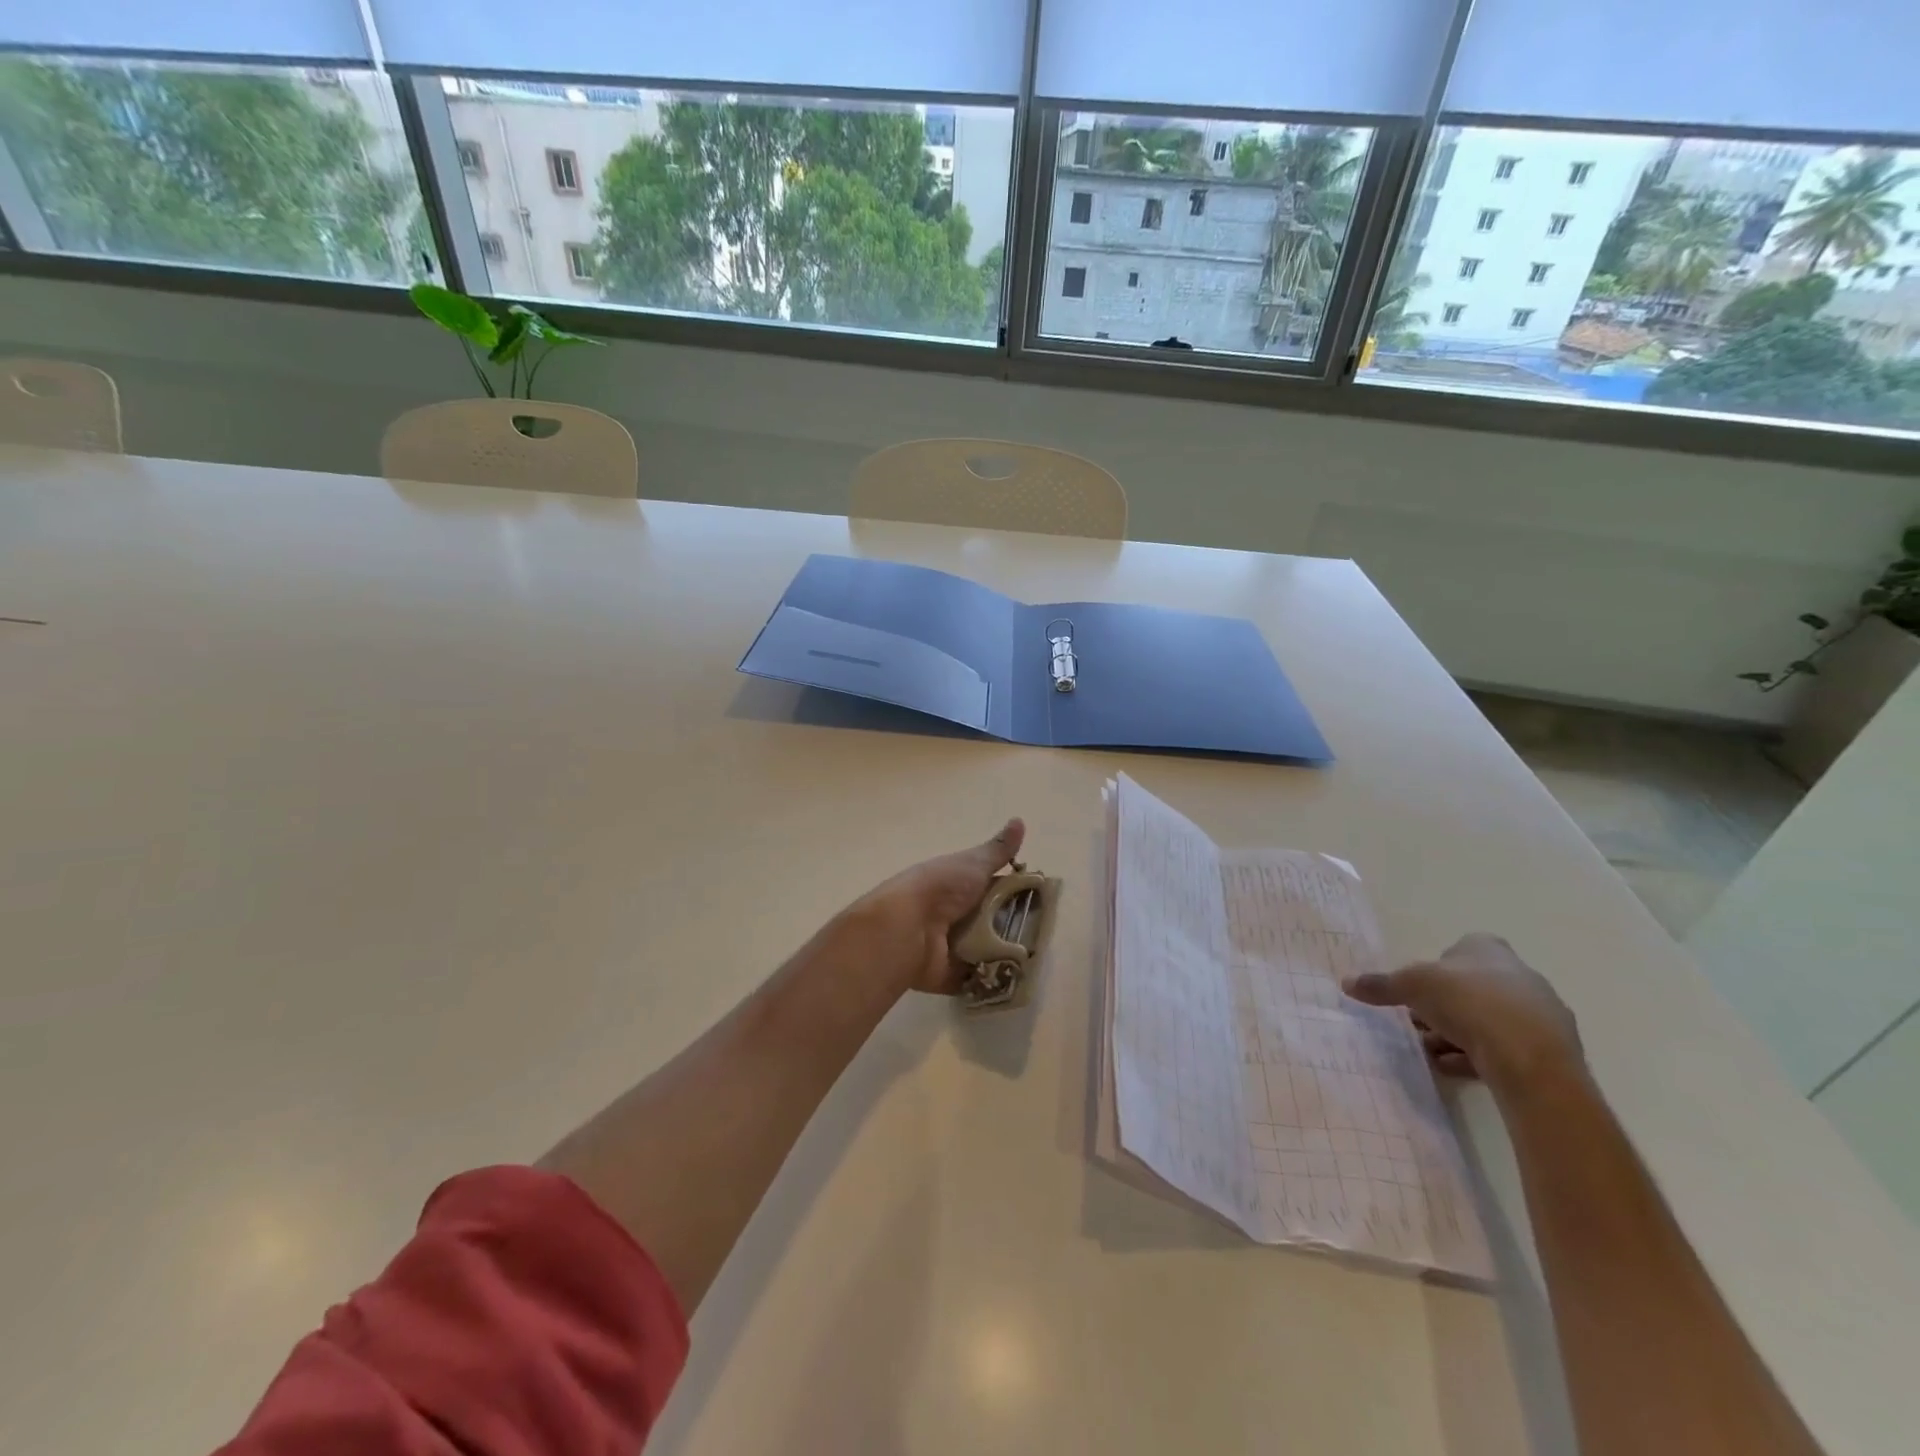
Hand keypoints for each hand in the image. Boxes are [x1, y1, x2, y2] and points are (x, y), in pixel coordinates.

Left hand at [832, 819, 1026, 996]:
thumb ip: (998, 849)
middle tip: (1045, 933)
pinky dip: (994, 980)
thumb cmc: (941, 888)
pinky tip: (1019, 980)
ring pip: (990, 950)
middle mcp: (957, 914)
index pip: (996, 888)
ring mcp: (954, 946)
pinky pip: (979, 979)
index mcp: (960, 885)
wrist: (906, 928)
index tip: (1045, 900)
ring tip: (1037, 958)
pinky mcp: (953, 975)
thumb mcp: (973, 863)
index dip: (1018, 893)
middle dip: (1017, 927)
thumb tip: (1020, 819)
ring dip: (1008, 953)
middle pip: (996, 921)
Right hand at [1342, 933, 1583, 1094]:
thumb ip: (1380, 985)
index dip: (1433, 970)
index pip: (1457, 950)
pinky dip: (1478, 1055)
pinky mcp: (1550, 1050)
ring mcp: (1540, 1013)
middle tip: (1417, 1024)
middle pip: (1470, 987)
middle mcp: (1519, 975)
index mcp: (1488, 949)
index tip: (1416, 991)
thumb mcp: (1411, 986)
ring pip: (1488, 1019)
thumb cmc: (1468, 1003)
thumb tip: (1346, 982)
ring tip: (1430, 1051)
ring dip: (1457, 1034)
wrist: (1531, 1058)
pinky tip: (1454, 1068)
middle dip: (1442, 1007)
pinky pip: (1505, 1048)